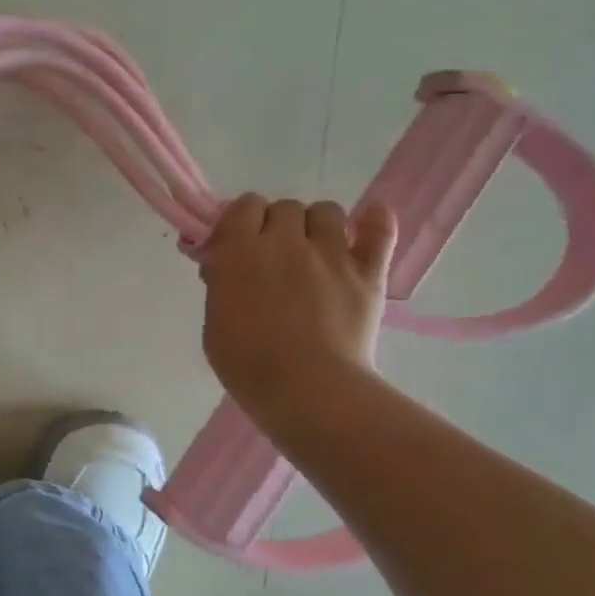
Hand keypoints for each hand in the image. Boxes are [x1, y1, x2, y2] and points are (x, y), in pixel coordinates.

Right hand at [198, 195, 397, 426]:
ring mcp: (331, 253)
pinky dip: (375, 221)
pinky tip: (368, 224)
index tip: (236, 246)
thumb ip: (221, 284)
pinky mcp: (368, 271)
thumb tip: (225, 264)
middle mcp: (285, 241)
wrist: (306, 389)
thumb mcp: (214, 322)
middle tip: (273, 258)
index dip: (241, 222)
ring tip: (313, 252)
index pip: (243, 206)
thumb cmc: (247, 364)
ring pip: (327, 211)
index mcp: (239, 251)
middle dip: (276, 226)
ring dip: (316, 225)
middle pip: (284, 207)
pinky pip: (380, 229)